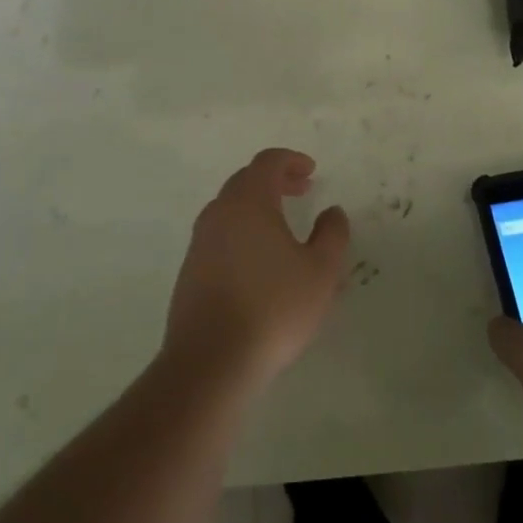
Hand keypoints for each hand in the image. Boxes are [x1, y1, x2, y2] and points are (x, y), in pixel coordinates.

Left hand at [163, 149, 350, 395]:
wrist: (210, 362)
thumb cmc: (273, 308)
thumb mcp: (320, 272)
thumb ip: (332, 235)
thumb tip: (333, 212)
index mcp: (248, 202)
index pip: (267, 162)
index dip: (291, 160)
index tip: (311, 171)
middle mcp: (219, 212)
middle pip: (246, 180)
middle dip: (275, 180)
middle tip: (301, 191)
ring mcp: (200, 242)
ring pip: (230, 209)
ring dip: (257, 207)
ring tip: (283, 229)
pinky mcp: (190, 270)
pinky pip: (220, 236)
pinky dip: (242, 232)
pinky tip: (259, 263)